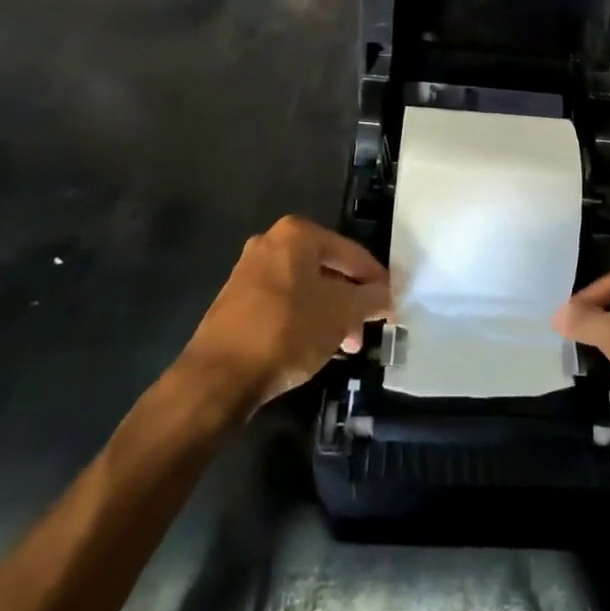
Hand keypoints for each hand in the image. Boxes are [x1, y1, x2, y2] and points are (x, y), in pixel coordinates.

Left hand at [180, 216, 392, 406]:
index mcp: (297, 233)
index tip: (392, 303)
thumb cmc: (288, 331)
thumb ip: (371, 299)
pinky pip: (282, 303)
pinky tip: (314, 347)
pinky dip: (303, 319)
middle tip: (366, 328)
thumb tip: (387, 295)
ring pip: (304, 288)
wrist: (217, 376)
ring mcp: (248, 271)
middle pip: (326, 269)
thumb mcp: (342, 314)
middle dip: (350, 300)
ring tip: (344, 346)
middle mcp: (270, 242)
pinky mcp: (235, 301)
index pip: (351, 253)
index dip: (375, 279)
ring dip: (329, 313)